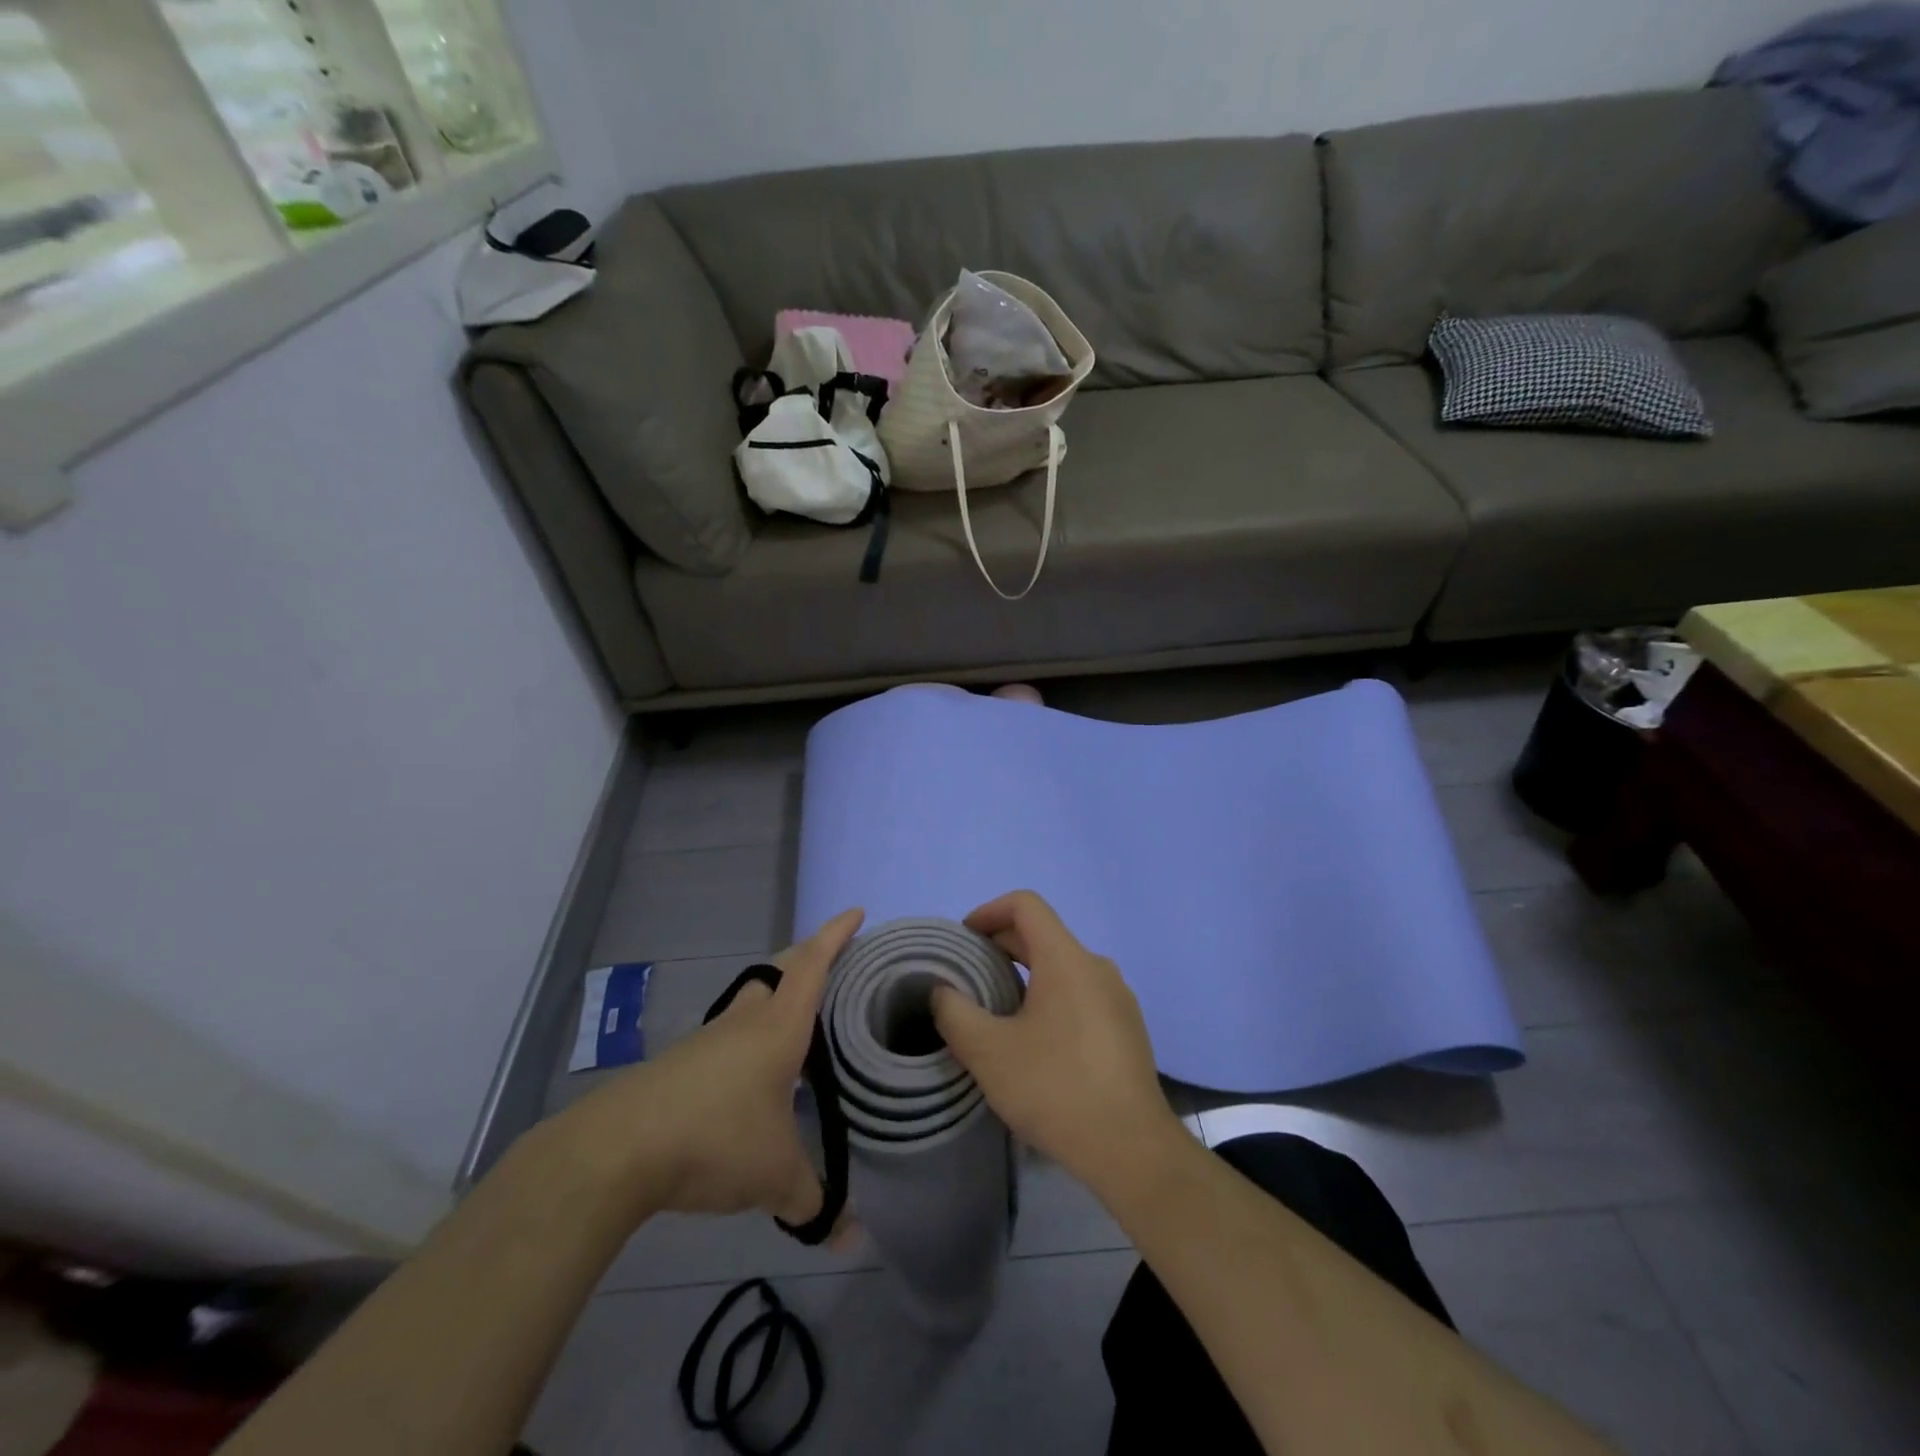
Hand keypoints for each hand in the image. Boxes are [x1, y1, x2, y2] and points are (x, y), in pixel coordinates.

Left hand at [556, 908, 863, 1227]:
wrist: (617, 1150)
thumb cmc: (714, 1138)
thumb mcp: (774, 1174)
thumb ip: (813, 1199)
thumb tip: (850, 1239)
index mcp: (779, 1027)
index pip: (813, 964)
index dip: (836, 934)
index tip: (856, 912)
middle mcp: (745, 1021)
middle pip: (780, 970)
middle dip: (808, 957)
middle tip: (835, 964)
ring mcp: (709, 1039)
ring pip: (752, 1001)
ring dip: (777, 998)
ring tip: (801, 1024)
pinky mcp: (682, 1063)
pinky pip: (729, 1035)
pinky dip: (751, 1037)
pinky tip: (755, 1075)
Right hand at [930, 891, 1181, 1193]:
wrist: (1131, 1149)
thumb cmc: (1055, 1088)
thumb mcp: (988, 1052)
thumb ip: (955, 1012)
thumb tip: (942, 992)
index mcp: (1066, 959)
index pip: (1026, 905)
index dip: (989, 911)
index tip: (964, 940)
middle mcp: (1097, 967)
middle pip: (1043, 935)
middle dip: (1001, 947)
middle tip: (968, 978)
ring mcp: (1118, 998)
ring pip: (1063, 967)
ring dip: (1025, 975)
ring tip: (997, 1011)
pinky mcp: (1127, 1028)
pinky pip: (1081, 994)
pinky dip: (1050, 998)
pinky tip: (1035, 1042)